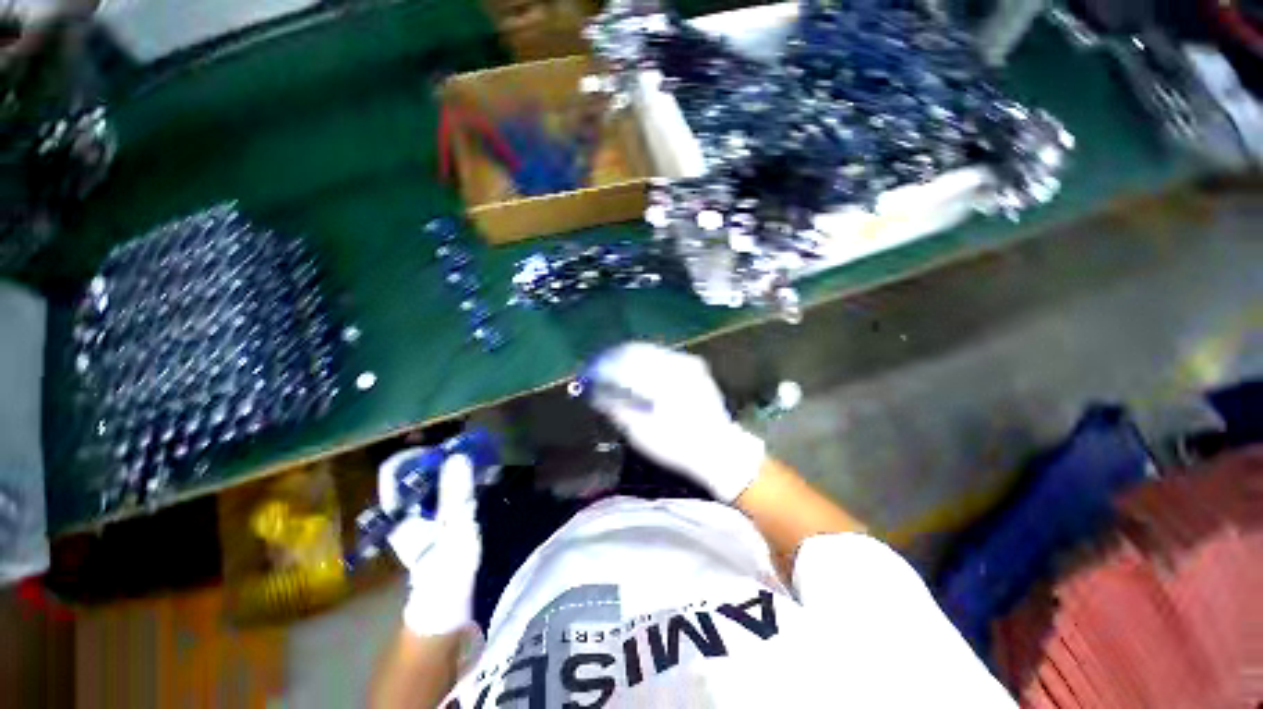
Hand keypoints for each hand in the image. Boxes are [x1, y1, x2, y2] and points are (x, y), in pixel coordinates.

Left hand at [378, 449, 480, 636]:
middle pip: (414, 472)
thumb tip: (458, 456)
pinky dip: (457, 480)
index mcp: (400, 510)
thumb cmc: (446, 567)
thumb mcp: (453, 527)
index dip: (416, 453)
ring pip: (429, 480)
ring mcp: (420, 515)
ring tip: (474, 456)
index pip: (396, 470)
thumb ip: (455, 492)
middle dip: (438, 456)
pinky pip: (444, 491)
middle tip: (466, 445)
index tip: (443, 444)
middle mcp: (405, 509)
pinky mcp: (437, 521)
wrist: (448, 603)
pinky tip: (476, 477)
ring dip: (449, 466)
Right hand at [586, 342, 765, 502]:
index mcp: (660, 381)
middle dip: (616, 358)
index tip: (591, 374)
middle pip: (636, 351)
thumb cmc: (678, 446)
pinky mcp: (695, 366)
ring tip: (617, 369)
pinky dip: (648, 360)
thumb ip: (617, 409)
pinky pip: (664, 355)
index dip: (604, 367)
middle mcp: (675, 364)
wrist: (719, 448)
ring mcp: (687, 363)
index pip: (623, 364)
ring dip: (631, 357)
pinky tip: (640, 371)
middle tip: (601, 369)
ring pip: (650, 350)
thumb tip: (598, 395)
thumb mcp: (641, 433)